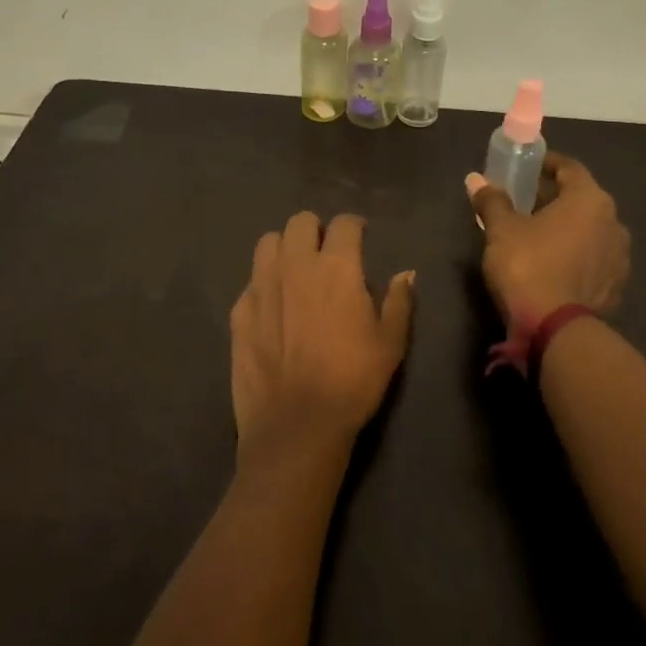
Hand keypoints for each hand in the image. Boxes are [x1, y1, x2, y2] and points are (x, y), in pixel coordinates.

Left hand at [229, 212, 415, 462]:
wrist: (296, 424)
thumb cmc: (353, 381)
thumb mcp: (390, 344)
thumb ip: (399, 301)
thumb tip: (406, 273)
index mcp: (336, 267)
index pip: (344, 223)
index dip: (355, 225)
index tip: (361, 236)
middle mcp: (296, 264)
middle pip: (300, 221)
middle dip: (316, 229)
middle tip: (326, 251)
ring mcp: (262, 285)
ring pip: (269, 242)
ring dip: (285, 247)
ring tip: (296, 269)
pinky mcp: (239, 310)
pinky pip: (252, 280)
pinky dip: (265, 283)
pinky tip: (274, 307)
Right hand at [466, 151, 629, 326]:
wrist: (555, 328)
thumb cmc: (527, 264)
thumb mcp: (501, 229)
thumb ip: (492, 200)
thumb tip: (476, 179)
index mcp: (589, 199)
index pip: (570, 168)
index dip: (547, 164)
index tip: (528, 166)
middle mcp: (613, 222)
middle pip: (582, 200)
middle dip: (555, 198)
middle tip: (526, 202)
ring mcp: (619, 257)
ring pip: (591, 231)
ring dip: (568, 228)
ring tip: (539, 236)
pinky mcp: (616, 287)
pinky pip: (594, 259)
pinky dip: (576, 255)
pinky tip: (554, 264)